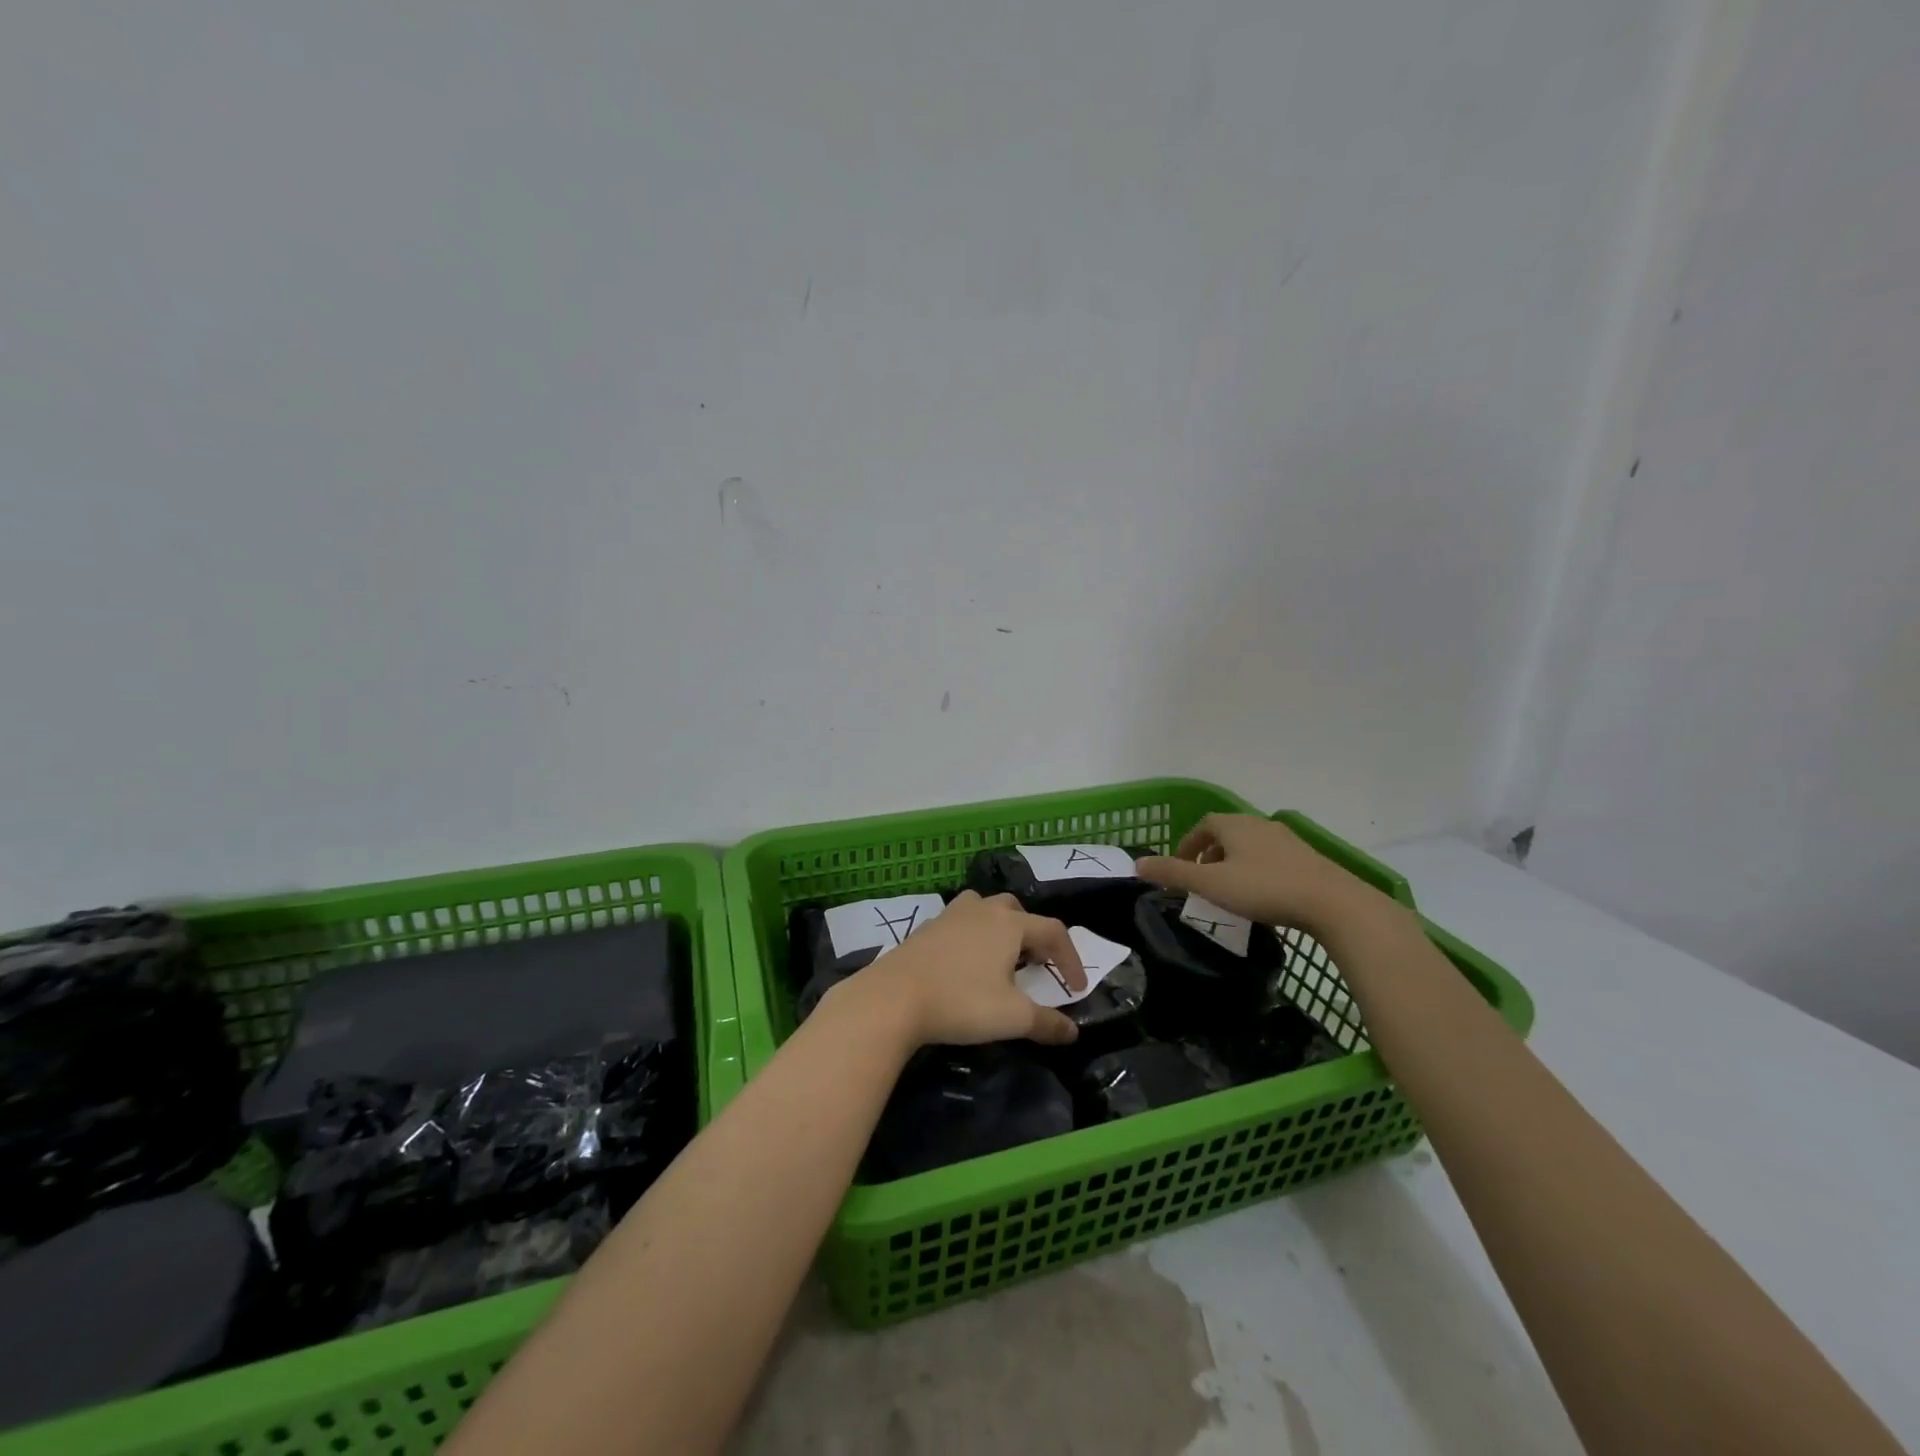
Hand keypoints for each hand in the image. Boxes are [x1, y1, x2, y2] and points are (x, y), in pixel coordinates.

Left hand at [832, 890, 1085, 1048]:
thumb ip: (1046, 1023)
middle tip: (1038, 964)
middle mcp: (983, 910)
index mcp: (1010, 924)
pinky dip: (973, 936)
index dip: (1070, 958)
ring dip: (1001, 928)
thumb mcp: (1012, 1018)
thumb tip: (1072, 1031)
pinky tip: (966, 964)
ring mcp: (951, 915)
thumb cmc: (961, 1002)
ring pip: (986, 909)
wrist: (893, 997)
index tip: (1076, 988)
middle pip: (1018, 911)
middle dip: (1034, 935)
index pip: (1053, 931)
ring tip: (1002, 958)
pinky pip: (961, 923)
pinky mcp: (927, 928)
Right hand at [1135, 814, 1386, 933]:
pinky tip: (1261, 896)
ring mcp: (1287, 841)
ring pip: (1250, 846)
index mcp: (1234, 825)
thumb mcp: (1211, 884)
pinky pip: (1271, 859)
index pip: (1203, 825)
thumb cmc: (1264, 889)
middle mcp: (1260, 825)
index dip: (1188, 843)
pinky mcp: (1307, 859)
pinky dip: (1257, 871)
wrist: (1333, 903)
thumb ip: (1173, 873)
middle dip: (1210, 853)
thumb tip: (1137, 864)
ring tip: (1229, 889)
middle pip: (1227, 833)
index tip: (1180, 867)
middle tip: (1201, 880)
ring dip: (1234, 862)